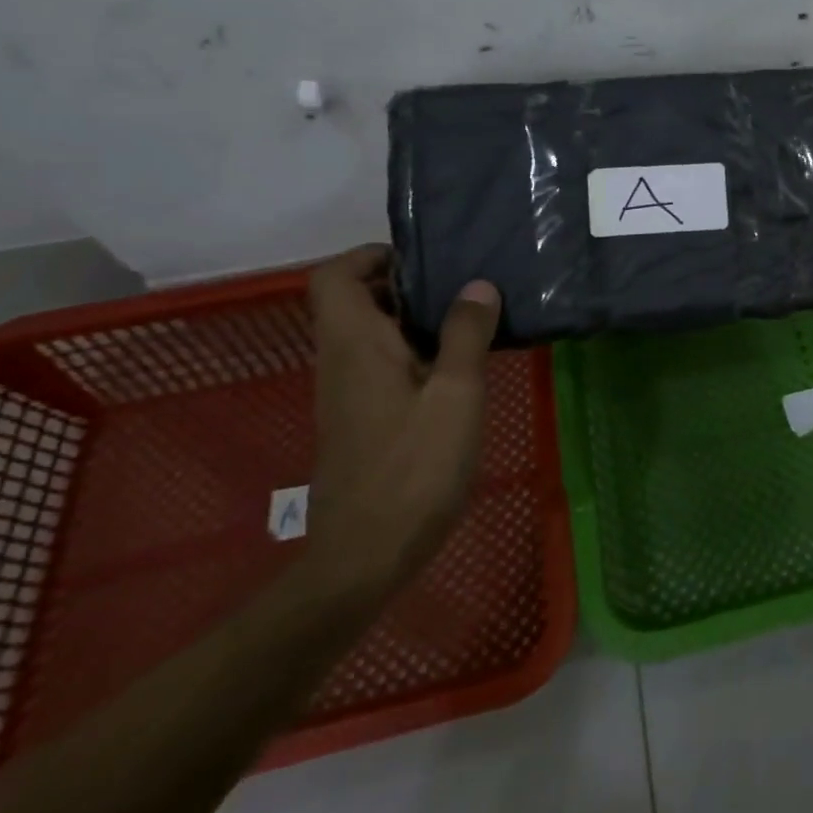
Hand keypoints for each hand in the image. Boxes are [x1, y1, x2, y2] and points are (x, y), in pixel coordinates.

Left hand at [305, 245, 501, 594]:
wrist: (365, 556)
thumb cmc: (413, 468)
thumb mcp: (456, 395)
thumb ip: (465, 334)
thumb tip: (477, 284)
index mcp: (355, 345)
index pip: (335, 276)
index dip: (371, 256)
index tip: (425, 260)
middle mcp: (341, 361)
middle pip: (355, 300)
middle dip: (405, 283)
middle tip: (462, 284)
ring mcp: (348, 393)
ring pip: (371, 333)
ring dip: (413, 317)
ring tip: (471, 318)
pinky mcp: (362, 419)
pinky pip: (381, 363)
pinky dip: (414, 350)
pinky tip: (458, 368)